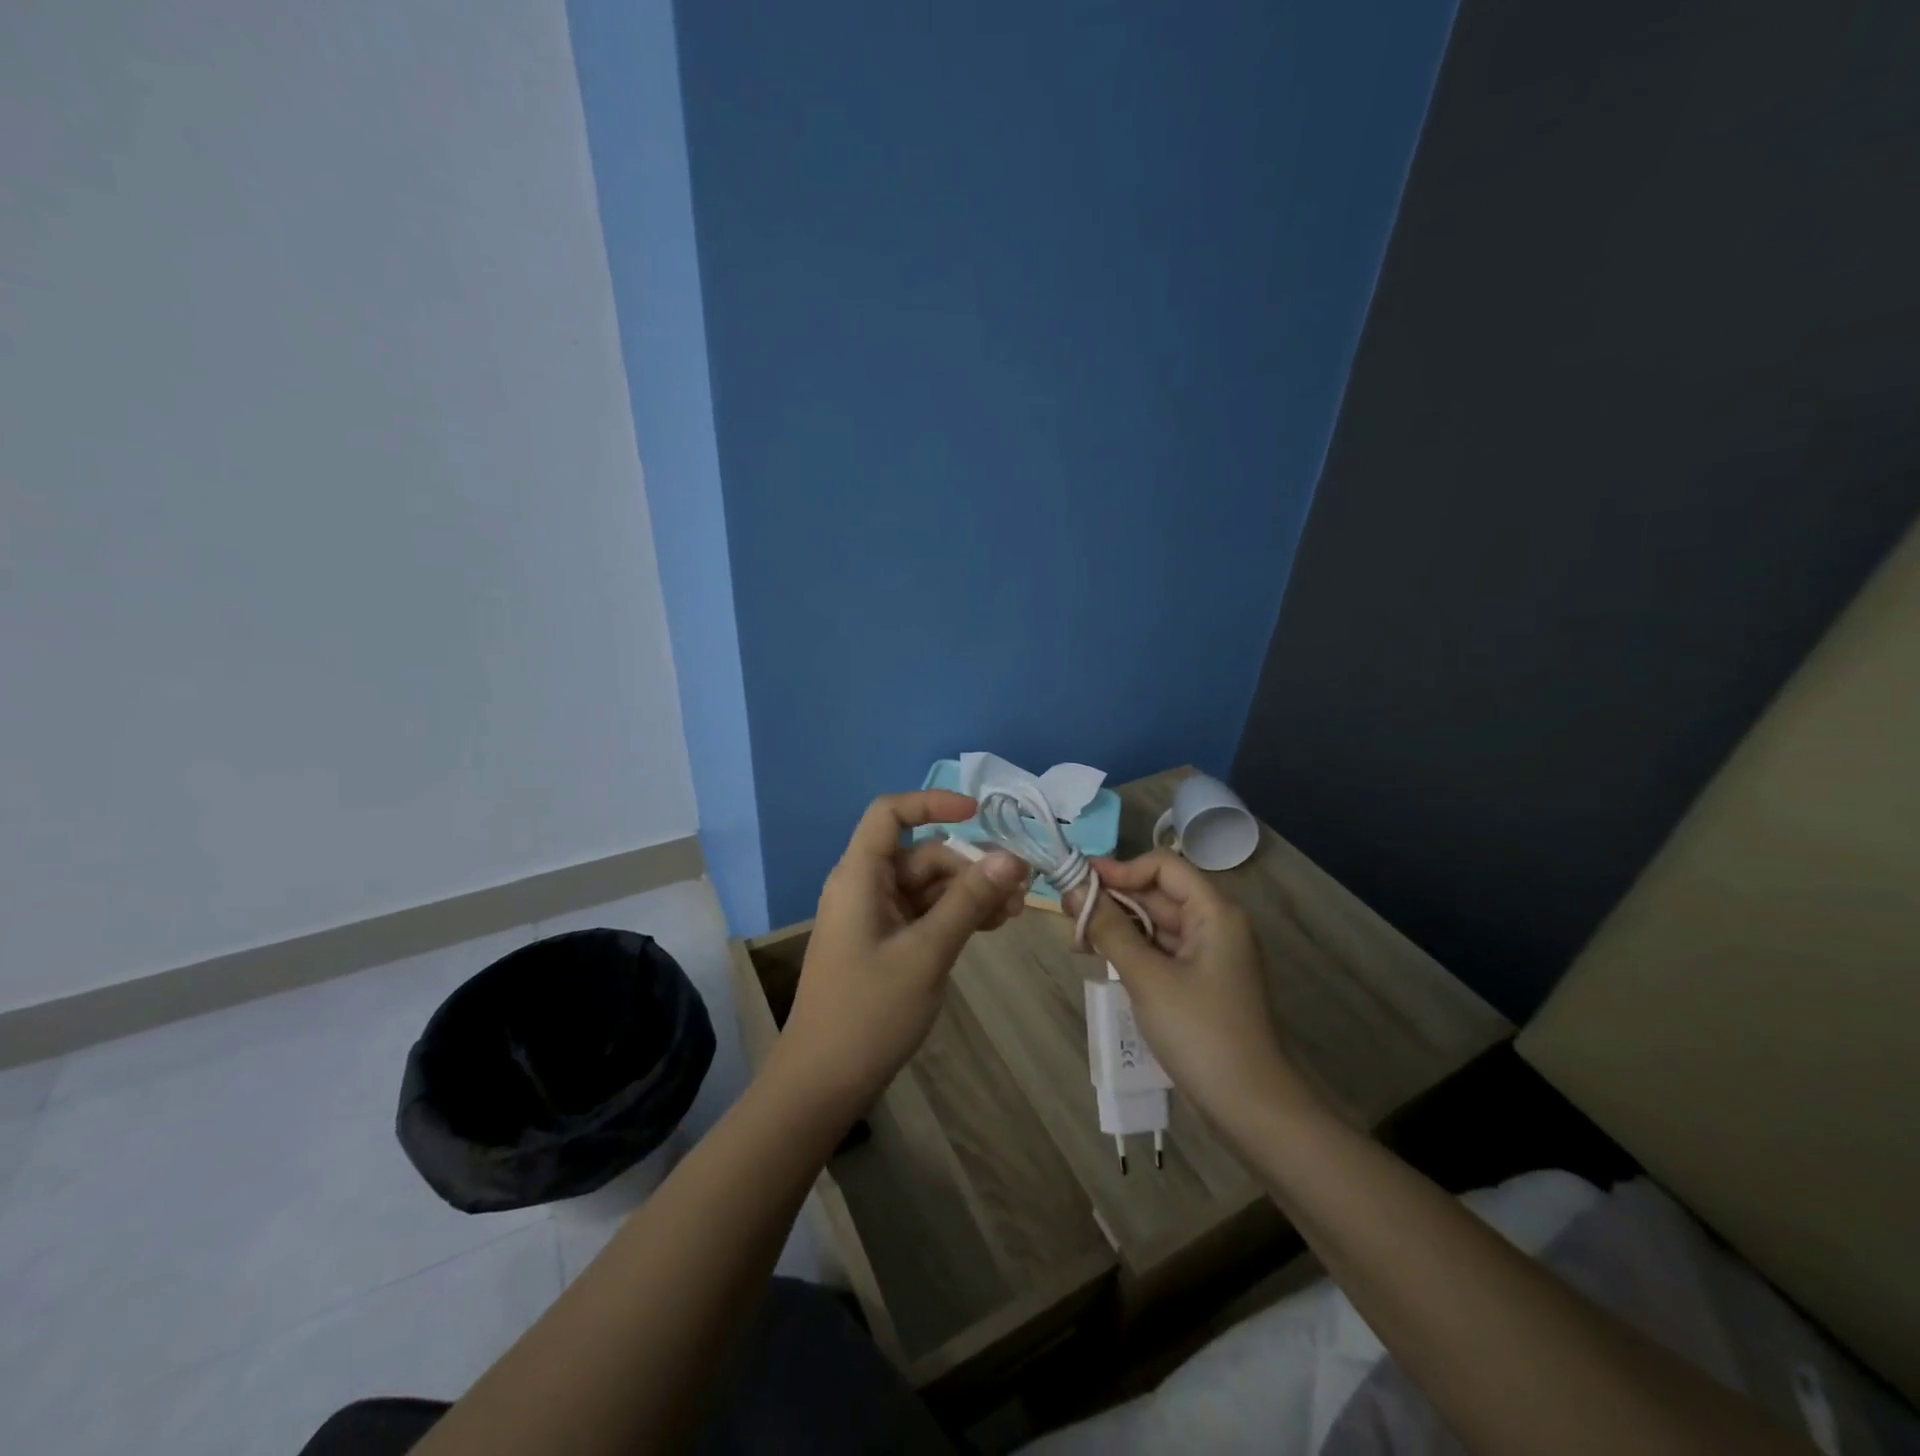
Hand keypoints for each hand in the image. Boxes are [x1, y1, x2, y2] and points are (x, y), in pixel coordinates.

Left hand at [775, 791, 1029, 1108]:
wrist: (823, 1082)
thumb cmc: (870, 1011)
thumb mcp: (927, 952)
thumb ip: (968, 901)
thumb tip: (1010, 857)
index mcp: (860, 876)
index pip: (890, 813)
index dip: (932, 803)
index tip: (978, 814)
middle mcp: (864, 887)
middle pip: (921, 855)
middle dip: (970, 866)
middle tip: (1020, 888)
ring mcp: (874, 917)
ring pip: (928, 887)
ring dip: (970, 893)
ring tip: (1015, 911)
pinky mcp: (884, 943)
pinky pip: (924, 914)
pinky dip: (955, 916)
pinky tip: (992, 926)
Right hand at [1065, 851, 1309, 1132]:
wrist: (1250, 1107)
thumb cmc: (1200, 1032)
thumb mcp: (1147, 977)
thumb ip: (1109, 929)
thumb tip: (1072, 890)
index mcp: (1214, 912)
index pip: (1163, 866)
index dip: (1121, 869)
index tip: (1079, 881)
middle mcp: (1214, 924)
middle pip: (1158, 893)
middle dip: (1112, 899)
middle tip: (1067, 911)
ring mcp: (1208, 955)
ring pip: (1155, 923)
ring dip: (1117, 925)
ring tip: (1076, 937)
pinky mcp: (1199, 981)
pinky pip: (1160, 950)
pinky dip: (1130, 949)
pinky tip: (1098, 958)